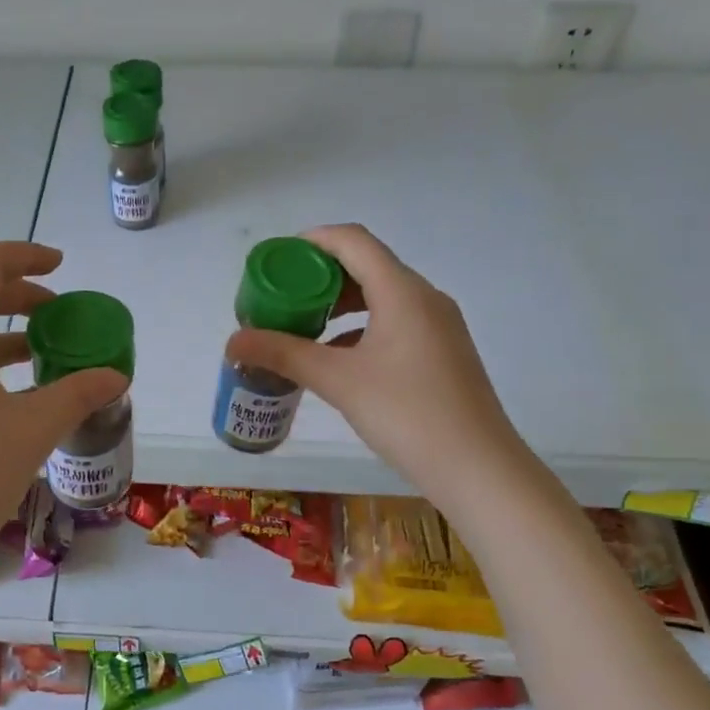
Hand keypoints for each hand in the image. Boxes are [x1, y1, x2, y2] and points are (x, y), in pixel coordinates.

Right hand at [225, 224, 529, 503]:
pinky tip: (336, 359)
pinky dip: (360, 329)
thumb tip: (232, 342)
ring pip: (381, 298)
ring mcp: (438, 326)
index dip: (311, 242)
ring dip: (339, 306)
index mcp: (402, 292)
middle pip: (366, 267)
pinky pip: (394, 323)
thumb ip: (283, 355)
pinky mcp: (442, 353)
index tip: (276, 260)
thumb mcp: (338, 381)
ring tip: (302, 328)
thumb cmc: (407, 414)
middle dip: (319, 278)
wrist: (477, 468)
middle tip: (282, 299)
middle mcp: (424, 298)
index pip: (353, 241)